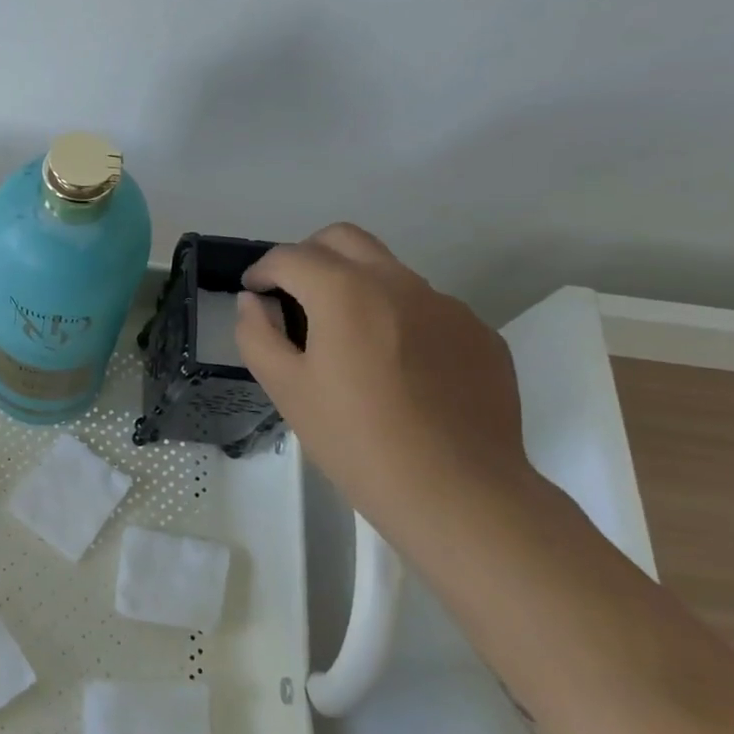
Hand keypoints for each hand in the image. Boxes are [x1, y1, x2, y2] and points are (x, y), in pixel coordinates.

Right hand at [234, 223, 534, 527]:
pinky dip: (397, 318)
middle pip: (344, 239)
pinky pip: (426, 308)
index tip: (255, 294)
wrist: (459, 493)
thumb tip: (254, 303)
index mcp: (346, 293)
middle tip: (293, 296)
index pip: (292, 256)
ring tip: (346, 343)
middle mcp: (400, 284)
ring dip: (355, 287)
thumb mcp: (286, 390)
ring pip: (388, 271)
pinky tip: (396, 371)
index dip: (263, 270)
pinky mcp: (479, 335)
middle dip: (308, 256)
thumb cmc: (357, 441)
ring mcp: (447, 307)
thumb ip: (258, 334)